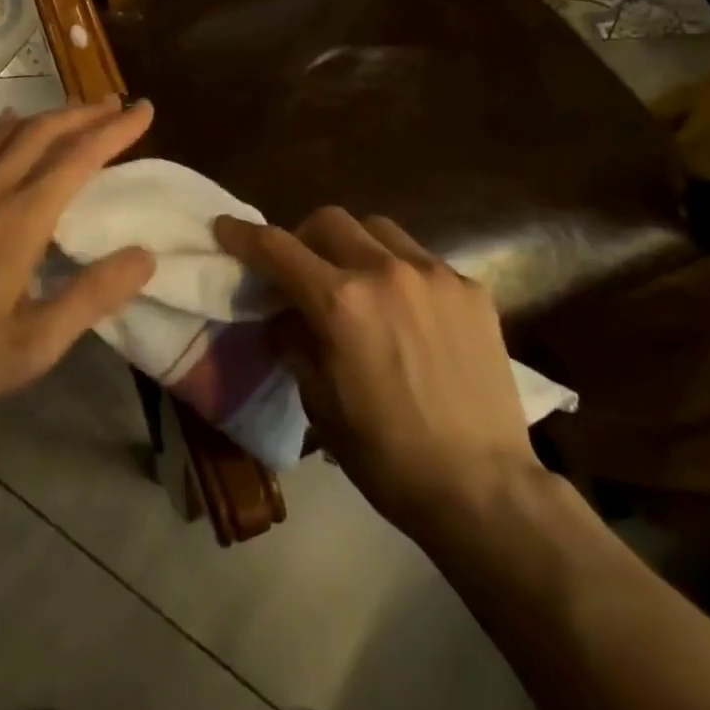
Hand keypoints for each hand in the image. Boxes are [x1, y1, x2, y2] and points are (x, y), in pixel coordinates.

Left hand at [0, 98, 156, 426]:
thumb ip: (93, 296)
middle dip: (84, 113)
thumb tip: (145, 256)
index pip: (80, 157)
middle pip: (44, 133)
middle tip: (114, 103)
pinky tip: (4, 123)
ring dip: (45, 116)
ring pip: (6, 133)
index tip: (143, 110)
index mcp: (22, 218)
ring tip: (72, 110)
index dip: (115, 130)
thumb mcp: (36, 343)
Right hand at [214, 207, 539, 540]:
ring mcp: (434, 275)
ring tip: (358, 282)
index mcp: (340, 302)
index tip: (225, 228)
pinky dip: (400, 272)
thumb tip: (282, 315)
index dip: (244, 235)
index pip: (276, 248)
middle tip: (302, 269)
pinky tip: (408, 311)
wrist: (484, 489)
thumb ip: (294, 342)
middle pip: (328, 220)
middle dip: (303, 236)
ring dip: (354, 245)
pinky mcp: (471, 289)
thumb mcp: (320, 401)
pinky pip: (422, 260)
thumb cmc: (387, 456)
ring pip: (378, 229)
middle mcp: (385, 271)